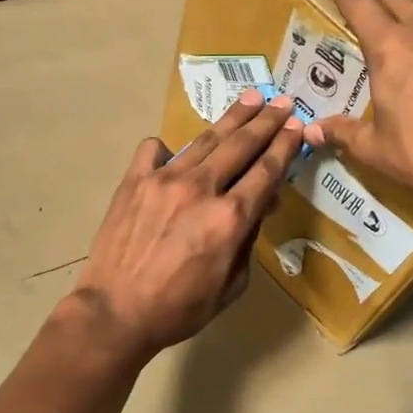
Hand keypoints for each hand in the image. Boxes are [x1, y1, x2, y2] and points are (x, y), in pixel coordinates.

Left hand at [70, 90, 304, 358]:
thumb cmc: (178, 309)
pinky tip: (176, 153)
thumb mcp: (231, 286)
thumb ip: (248, 242)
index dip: (285, 146)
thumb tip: (257, 207)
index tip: (297, 126)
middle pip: (241, 145)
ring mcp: (163, 179)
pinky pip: (154, 150)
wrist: (115, 312)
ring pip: (205, 140)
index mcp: (230, 218)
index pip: (266, 171)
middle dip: (266, 121)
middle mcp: (201, 188)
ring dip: (231, 119)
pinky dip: (170, 147)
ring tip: (249, 100)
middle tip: (281, 101)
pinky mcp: (133, 181)